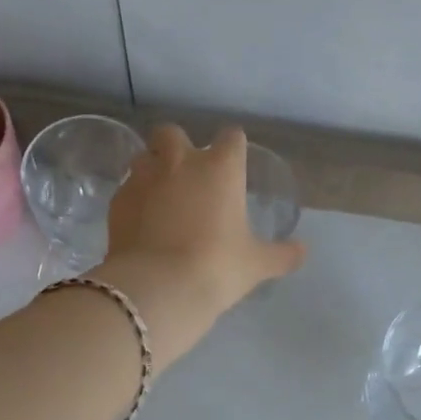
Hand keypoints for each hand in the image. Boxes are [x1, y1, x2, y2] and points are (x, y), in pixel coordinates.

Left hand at [95, 124, 306, 366]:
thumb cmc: (217, 266)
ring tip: (159, 194)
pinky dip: (134, 197)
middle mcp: (180, 162)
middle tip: (186, 172)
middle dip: (177, 145)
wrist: (158, 287)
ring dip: (151, 167)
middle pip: (172, 132)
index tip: (233, 162)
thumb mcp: (256, 264)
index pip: (231, 136)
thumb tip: (303, 251)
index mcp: (220, 168)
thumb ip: (281, 254)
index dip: (233, 147)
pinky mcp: (117, 199)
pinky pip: (126, 187)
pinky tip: (140, 220)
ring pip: (143, 155)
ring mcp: (143, 178)